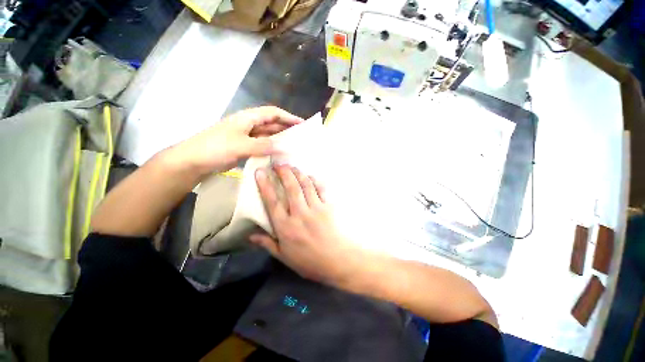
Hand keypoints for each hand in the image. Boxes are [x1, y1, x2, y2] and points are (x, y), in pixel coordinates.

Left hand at [168, 106, 301, 177]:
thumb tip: (285, 147)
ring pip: (268, 135)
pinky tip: (279, 155)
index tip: (302, 124)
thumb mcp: (241, 145)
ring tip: (294, 146)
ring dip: (280, 139)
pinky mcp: (244, 147)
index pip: (272, 113)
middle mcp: (248, 125)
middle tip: (301, 136)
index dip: (288, 117)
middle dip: (286, 128)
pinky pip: (262, 146)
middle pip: (271, 123)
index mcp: (247, 118)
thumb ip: (264, 145)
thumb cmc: (215, 148)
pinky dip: (271, 148)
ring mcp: (246, 137)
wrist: (192, 161)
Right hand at [251, 165, 363, 285]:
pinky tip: (310, 176)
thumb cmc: (309, 261)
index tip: (260, 172)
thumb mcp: (285, 257)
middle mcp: (300, 214)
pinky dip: (314, 181)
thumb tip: (251, 235)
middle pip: (291, 188)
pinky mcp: (328, 207)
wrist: (337, 260)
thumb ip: (268, 244)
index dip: (265, 186)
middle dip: (284, 173)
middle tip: (278, 164)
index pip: (272, 202)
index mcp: (286, 227)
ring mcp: (316, 208)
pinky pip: (321, 189)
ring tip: (292, 166)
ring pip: (306, 185)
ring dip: (298, 173)